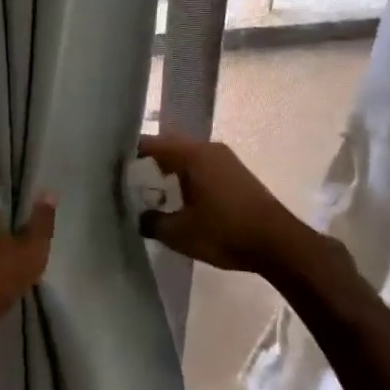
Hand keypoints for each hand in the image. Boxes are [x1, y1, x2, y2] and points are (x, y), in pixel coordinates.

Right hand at [136, 133, 310, 275]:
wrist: (278, 244)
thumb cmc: (225, 233)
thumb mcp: (179, 233)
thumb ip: (152, 221)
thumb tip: (138, 216)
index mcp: (192, 155)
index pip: (151, 144)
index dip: (129, 153)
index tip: (110, 166)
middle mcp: (208, 149)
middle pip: (169, 146)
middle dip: (147, 160)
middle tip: (126, 179)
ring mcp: (225, 160)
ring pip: (186, 157)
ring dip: (168, 169)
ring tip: (148, 189)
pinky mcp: (235, 174)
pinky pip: (201, 166)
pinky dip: (185, 176)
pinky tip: (178, 197)